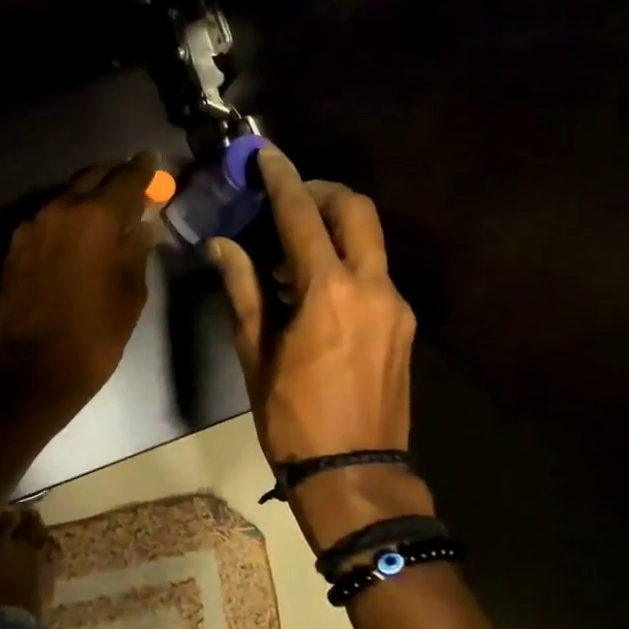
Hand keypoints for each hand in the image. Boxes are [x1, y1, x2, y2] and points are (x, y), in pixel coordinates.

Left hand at [0, 152, 159, 422]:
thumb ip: (137, 248)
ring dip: (88, 199)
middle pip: (93, 176)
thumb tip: (143, 225)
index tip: (153, 163)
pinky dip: (67, 220)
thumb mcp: (132, 292)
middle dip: (115, 178)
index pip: (127, 177)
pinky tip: (77, 239)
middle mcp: (62, 209)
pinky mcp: (16, 245)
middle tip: (133, 188)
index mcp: (97, 216)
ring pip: (67, 197)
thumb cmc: (95, 333)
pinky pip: (48, 219)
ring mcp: (33, 225)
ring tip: (106, 216)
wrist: (33, 368)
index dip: (144, 169)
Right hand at [211, 148, 417, 463]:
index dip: (282, 177)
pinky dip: (348, 262)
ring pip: (370, 240)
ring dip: (335, 227)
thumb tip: (223, 246)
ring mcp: (396, 305)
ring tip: (295, 252)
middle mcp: (372, 286)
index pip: (302, 215)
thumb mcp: (256, 354)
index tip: (266, 153)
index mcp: (327, 291)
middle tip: (289, 198)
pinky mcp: (405, 325)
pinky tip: (319, 290)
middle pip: (356, 209)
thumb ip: (243, 290)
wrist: (355, 474)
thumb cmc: (292, 418)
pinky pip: (376, 273)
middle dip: (322, 191)